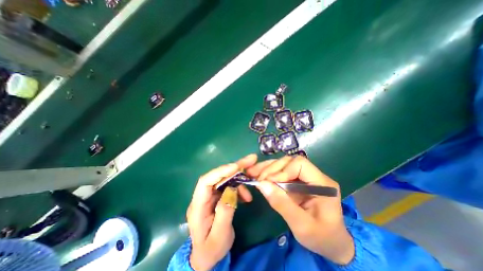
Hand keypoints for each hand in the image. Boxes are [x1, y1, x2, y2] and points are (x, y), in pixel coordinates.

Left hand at [186, 153, 258, 269]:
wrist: (207, 256)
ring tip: (251, 183)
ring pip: (225, 179)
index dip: (220, 171)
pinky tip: (246, 196)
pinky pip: (229, 186)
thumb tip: (232, 189)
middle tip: (251, 160)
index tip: (236, 167)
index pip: (205, 182)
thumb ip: (224, 212)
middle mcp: (203, 196)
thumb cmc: (211, 249)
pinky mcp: (217, 196)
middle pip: (217, 176)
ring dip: (239, 178)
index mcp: (198, 206)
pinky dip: (239, 187)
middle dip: (234, 167)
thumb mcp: (219, 236)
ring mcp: (210, 195)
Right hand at [245, 156, 352, 263]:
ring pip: (283, 164)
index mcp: (322, 183)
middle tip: (258, 179)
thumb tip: (262, 185)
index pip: (300, 164)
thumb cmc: (320, 237)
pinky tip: (258, 174)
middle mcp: (314, 175)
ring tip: (253, 172)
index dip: (283, 171)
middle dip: (272, 169)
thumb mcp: (302, 226)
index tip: (269, 182)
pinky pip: (281, 171)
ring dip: (267, 168)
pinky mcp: (296, 180)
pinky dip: (268, 172)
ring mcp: (305, 176)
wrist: (330, 243)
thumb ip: (282, 204)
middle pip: (290, 161)